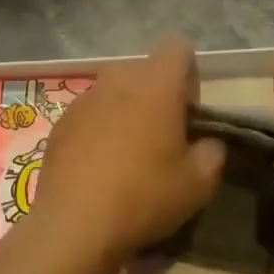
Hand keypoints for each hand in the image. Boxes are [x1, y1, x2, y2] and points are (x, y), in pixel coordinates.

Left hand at [33, 40, 225, 261]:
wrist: (74, 225)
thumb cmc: (144, 197)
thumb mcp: (199, 184)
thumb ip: (213, 152)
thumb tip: (208, 142)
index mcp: (156, 85)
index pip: (178, 48)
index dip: (189, 76)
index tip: (188, 115)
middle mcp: (118, 80)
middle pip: (145, 70)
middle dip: (158, 94)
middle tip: (163, 138)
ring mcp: (84, 99)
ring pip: (115, 91)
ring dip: (127, 111)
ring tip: (129, 154)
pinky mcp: (60, 122)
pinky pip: (90, 113)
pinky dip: (99, 128)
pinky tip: (99, 167)